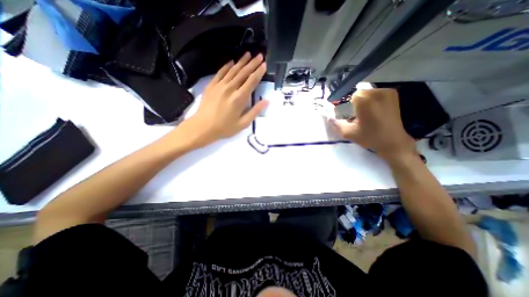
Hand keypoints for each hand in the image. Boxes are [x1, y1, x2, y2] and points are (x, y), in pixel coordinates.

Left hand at [176, 53, 270, 147]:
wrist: (203, 127)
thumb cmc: (225, 128)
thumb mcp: (243, 123)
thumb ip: (255, 111)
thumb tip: (267, 101)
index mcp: (239, 98)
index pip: (251, 81)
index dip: (259, 72)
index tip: (264, 64)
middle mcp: (230, 88)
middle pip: (243, 73)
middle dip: (252, 64)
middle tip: (260, 55)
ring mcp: (219, 85)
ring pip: (233, 70)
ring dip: (241, 62)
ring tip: (248, 54)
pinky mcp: (211, 85)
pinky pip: (220, 73)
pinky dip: (227, 66)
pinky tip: (232, 62)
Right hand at [329, 89, 414, 161]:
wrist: (393, 141)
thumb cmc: (370, 137)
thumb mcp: (348, 133)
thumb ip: (336, 124)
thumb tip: (328, 117)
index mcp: (365, 102)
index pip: (350, 97)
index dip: (349, 107)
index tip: (352, 116)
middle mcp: (377, 93)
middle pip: (359, 93)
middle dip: (356, 103)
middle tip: (359, 115)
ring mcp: (387, 92)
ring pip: (367, 92)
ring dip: (364, 100)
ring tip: (368, 113)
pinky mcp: (393, 93)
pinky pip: (375, 92)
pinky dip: (372, 99)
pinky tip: (375, 109)